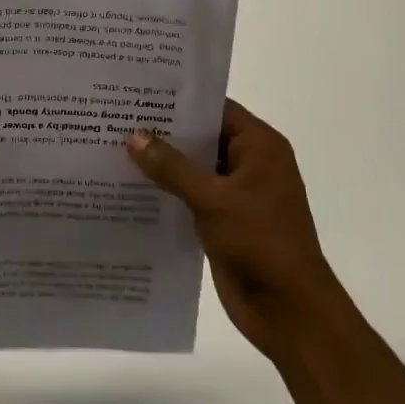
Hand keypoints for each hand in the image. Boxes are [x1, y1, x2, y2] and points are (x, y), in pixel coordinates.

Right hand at [126, 99, 342, 361]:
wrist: (289, 311)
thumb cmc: (260, 242)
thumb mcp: (212, 199)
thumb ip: (172, 166)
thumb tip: (134, 136)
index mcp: (260, 146)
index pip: (216, 109)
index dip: (180, 100)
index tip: (139, 93)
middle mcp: (250, 163)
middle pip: (203, 137)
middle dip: (165, 132)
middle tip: (118, 117)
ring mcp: (238, 194)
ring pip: (195, 168)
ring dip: (163, 163)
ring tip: (115, 147)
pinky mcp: (225, 221)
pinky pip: (191, 196)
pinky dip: (168, 191)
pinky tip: (131, 187)